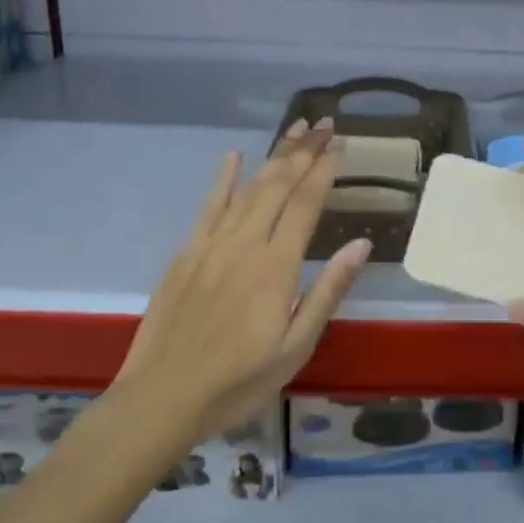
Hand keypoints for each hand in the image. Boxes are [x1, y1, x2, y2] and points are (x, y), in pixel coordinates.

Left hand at [119, 119, 371, 438]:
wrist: (162, 399)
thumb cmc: (238, 381)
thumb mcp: (296, 347)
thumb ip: (328, 291)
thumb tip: (361, 244)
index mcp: (275, 267)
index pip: (305, 204)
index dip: (324, 171)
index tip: (340, 145)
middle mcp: (244, 244)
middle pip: (277, 185)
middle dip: (302, 151)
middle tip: (323, 124)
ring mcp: (210, 246)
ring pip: (247, 188)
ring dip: (272, 156)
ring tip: (294, 129)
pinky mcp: (186, 254)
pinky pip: (208, 207)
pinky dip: (223, 180)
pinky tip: (233, 158)